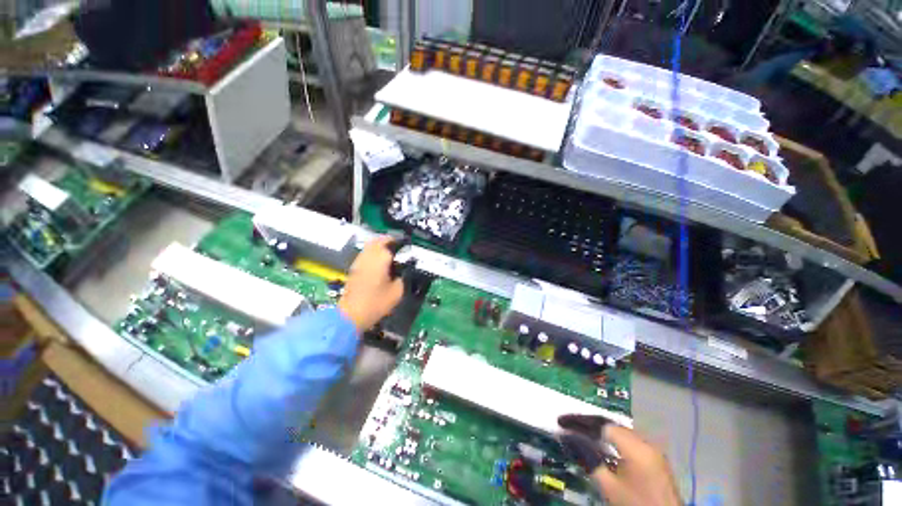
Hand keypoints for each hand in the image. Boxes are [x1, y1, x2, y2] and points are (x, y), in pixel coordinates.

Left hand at [337, 237, 404, 331]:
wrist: (352, 314)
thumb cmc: (376, 302)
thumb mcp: (398, 291)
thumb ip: (403, 277)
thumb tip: (403, 271)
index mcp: (380, 258)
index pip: (391, 242)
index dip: (400, 242)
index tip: (407, 245)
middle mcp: (368, 256)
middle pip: (378, 240)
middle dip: (389, 240)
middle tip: (398, 245)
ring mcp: (359, 261)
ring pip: (369, 246)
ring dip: (380, 246)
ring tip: (390, 252)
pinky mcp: (354, 268)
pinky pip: (365, 254)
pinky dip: (373, 253)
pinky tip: (379, 262)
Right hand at [558, 415, 680, 505]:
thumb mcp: (609, 487)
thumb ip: (589, 460)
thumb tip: (568, 438)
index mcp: (636, 447)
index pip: (602, 425)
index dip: (580, 422)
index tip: (561, 422)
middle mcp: (646, 442)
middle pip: (611, 425)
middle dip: (588, 424)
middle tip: (568, 425)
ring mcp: (653, 450)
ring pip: (619, 432)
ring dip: (599, 432)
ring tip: (579, 433)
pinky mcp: (654, 459)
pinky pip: (628, 441)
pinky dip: (611, 441)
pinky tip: (601, 446)